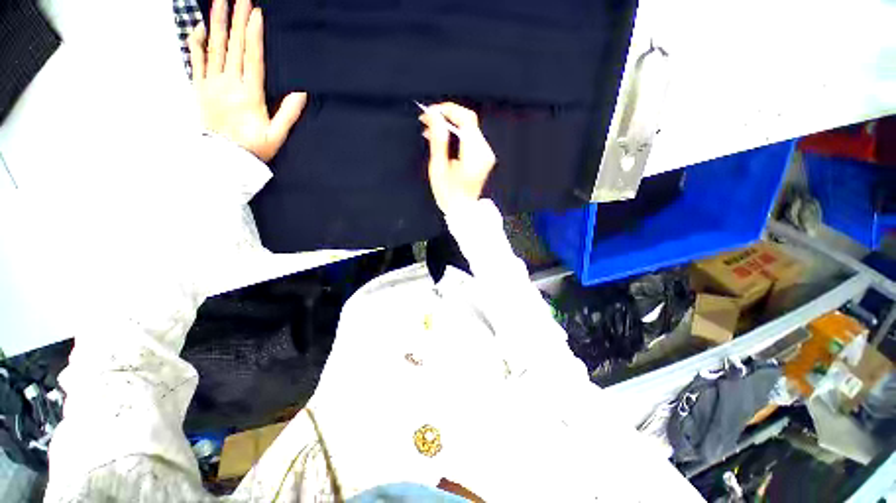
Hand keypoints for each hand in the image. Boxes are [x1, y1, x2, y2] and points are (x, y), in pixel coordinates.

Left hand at [187, 0, 305, 161]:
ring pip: (214, 48)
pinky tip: (199, 27)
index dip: (253, 34)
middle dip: (237, 19)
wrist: (225, 159)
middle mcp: (228, 84)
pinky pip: (196, 60)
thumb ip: (288, 114)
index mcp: (249, 94)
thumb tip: (301, 93)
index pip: (251, 58)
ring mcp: (212, 84)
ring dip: (217, 23)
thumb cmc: (254, 148)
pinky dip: (196, 42)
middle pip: (233, 46)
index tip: (255, 13)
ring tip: (219, 1)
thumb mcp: (277, 135)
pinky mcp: (200, 88)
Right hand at [420, 103, 496, 213]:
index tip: (430, 113)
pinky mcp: (484, 157)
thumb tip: (433, 115)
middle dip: (447, 117)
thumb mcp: (439, 167)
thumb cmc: (448, 193)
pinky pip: (471, 138)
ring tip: (430, 131)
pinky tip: (443, 139)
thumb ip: (438, 140)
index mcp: (474, 154)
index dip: (448, 110)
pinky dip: (457, 135)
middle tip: (427, 122)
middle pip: (469, 122)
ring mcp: (486, 154)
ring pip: (469, 128)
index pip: (466, 119)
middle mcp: (485, 151)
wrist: (463, 210)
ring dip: (450, 125)